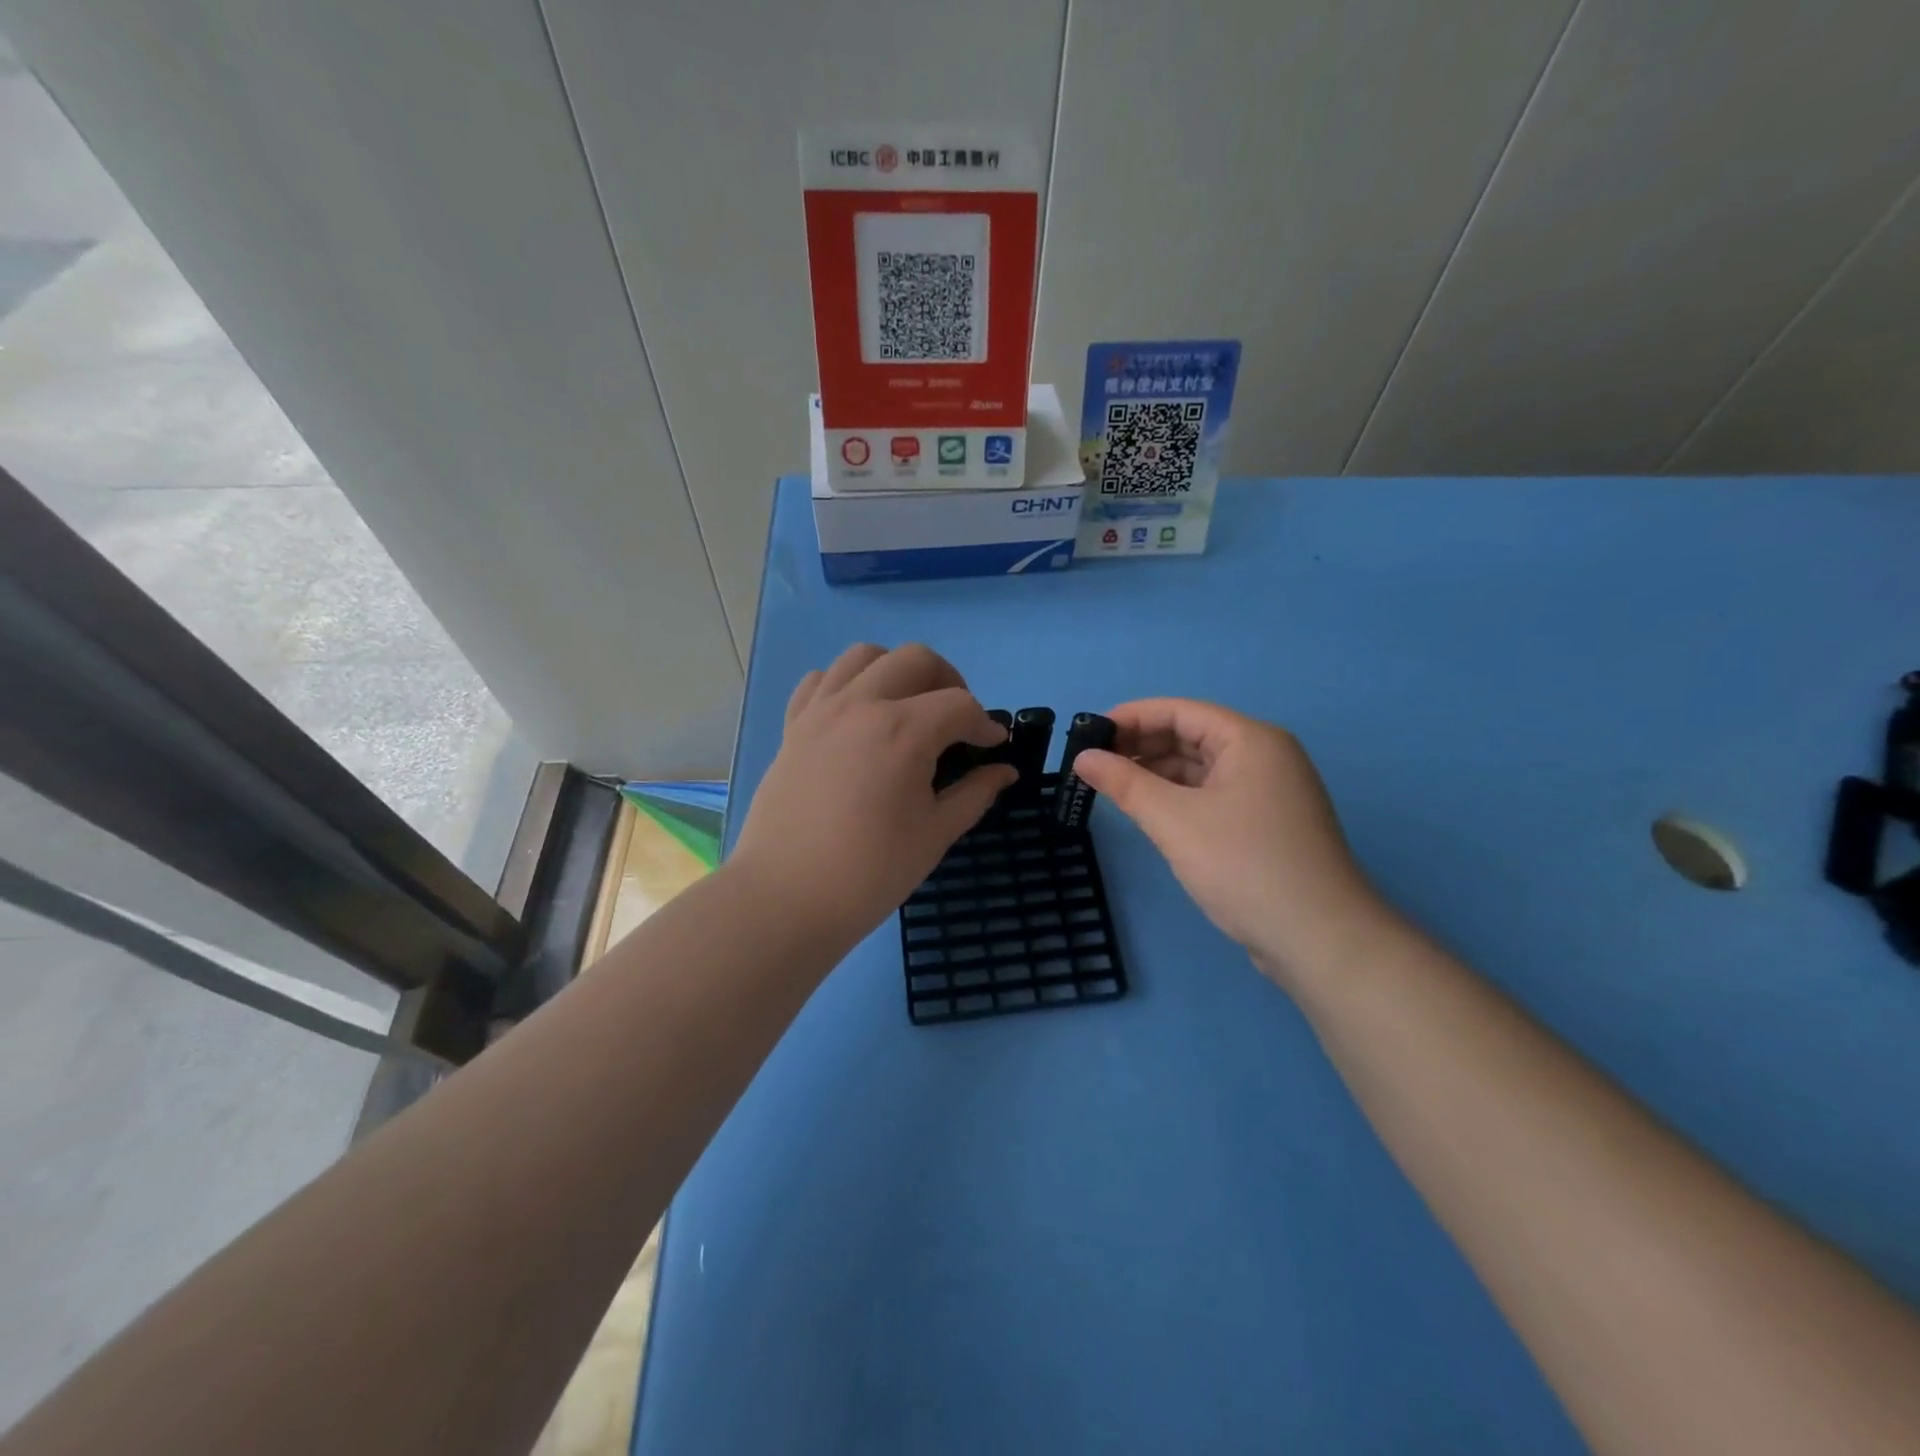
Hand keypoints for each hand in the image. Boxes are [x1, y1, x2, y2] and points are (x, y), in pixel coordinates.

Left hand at [732, 644, 1015, 941]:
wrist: (786, 897)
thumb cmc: (871, 872)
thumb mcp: (935, 834)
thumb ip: (975, 793)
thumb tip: (1004, 771)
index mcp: (904, 730)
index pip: (960, 704)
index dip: (985, 724)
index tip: (993, 746)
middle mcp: (862, 704)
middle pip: (916, 659)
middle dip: (948, 681)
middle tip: (956, 721)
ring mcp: (821, 710)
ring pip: (864, 655)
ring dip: (896, 670)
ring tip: (907, 706)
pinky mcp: (793, 726)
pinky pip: (820, 680)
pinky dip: (845, 683)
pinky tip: (857, 716)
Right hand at [1072, 699, 1392, 991]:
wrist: (1319, 940)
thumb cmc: (1244, 866)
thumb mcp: (1174, 820)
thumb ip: (1125, 783)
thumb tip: (1083, 758)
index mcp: (1250, 740)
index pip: (1180, 711)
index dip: (1131, 717)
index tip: (1088, 732)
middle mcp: (1264, 757)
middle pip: (1191, 736)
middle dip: (1141, 746)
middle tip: (1091, 763)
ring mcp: (1268, 792)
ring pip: (1200, 769)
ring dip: (1156, 774)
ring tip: (1110, 787)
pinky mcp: (1265, 825)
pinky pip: (1211, 796)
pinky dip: (1178, 798)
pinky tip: (1148, 812)